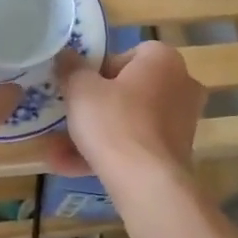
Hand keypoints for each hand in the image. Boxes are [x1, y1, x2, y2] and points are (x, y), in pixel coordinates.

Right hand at [50, 41, 205, 182]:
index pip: (126, 55)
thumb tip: (66, 55)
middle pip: (127, 90)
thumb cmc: (114, 122)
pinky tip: (70, 168)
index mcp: (163, 59)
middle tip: (66, 117)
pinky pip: (135, 146)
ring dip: (93, 135)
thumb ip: (71, 68)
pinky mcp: (175, 153)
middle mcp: (180, 85)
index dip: (97, 70)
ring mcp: (181, 122)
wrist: (147, 183)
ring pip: (128, 122)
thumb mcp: (80, 89)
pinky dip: (108, 154)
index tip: (77, 88)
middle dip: (93, 107)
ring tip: (56, 151)